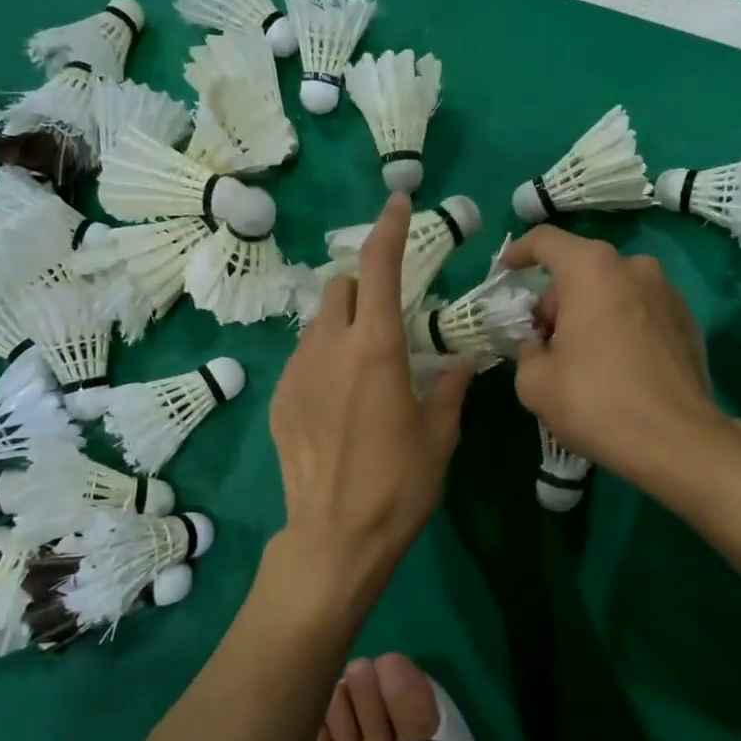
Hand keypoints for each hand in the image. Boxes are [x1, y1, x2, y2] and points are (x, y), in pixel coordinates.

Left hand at [270, 194, 473, 601]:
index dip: (389, 228)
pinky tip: (339, 400)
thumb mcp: (440, 435)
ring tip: (365, 364)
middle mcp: (330, 347)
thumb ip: (450, 387)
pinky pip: (303, 358)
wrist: (334, 537)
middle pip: (340, 287)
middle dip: (365, 286)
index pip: (380, 267)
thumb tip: (461, 361)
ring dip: (344, 324)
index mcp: (377, 349)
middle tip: (389, 315)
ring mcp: (297, 372)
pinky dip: (324, 359)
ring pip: (318, 322)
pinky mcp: (279, 399)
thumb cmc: (399, 485)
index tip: (398, 202)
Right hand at [503, 227, 740, 492]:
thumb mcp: (535, 382)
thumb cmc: (597, 402)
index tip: (505, 273)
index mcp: (592, 270)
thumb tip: (537, 344)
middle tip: (541, 343)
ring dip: (589, 314)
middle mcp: (634, 267)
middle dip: (555, 302)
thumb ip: (526, 349)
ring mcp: (667, 292)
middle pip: (580, 270)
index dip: (518, 253)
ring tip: (579, 360)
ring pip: (611, 291)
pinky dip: (619, 327)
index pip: (546, 241)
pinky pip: (639, 311)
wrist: (678, 441)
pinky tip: (614, 369)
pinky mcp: (687, 320)